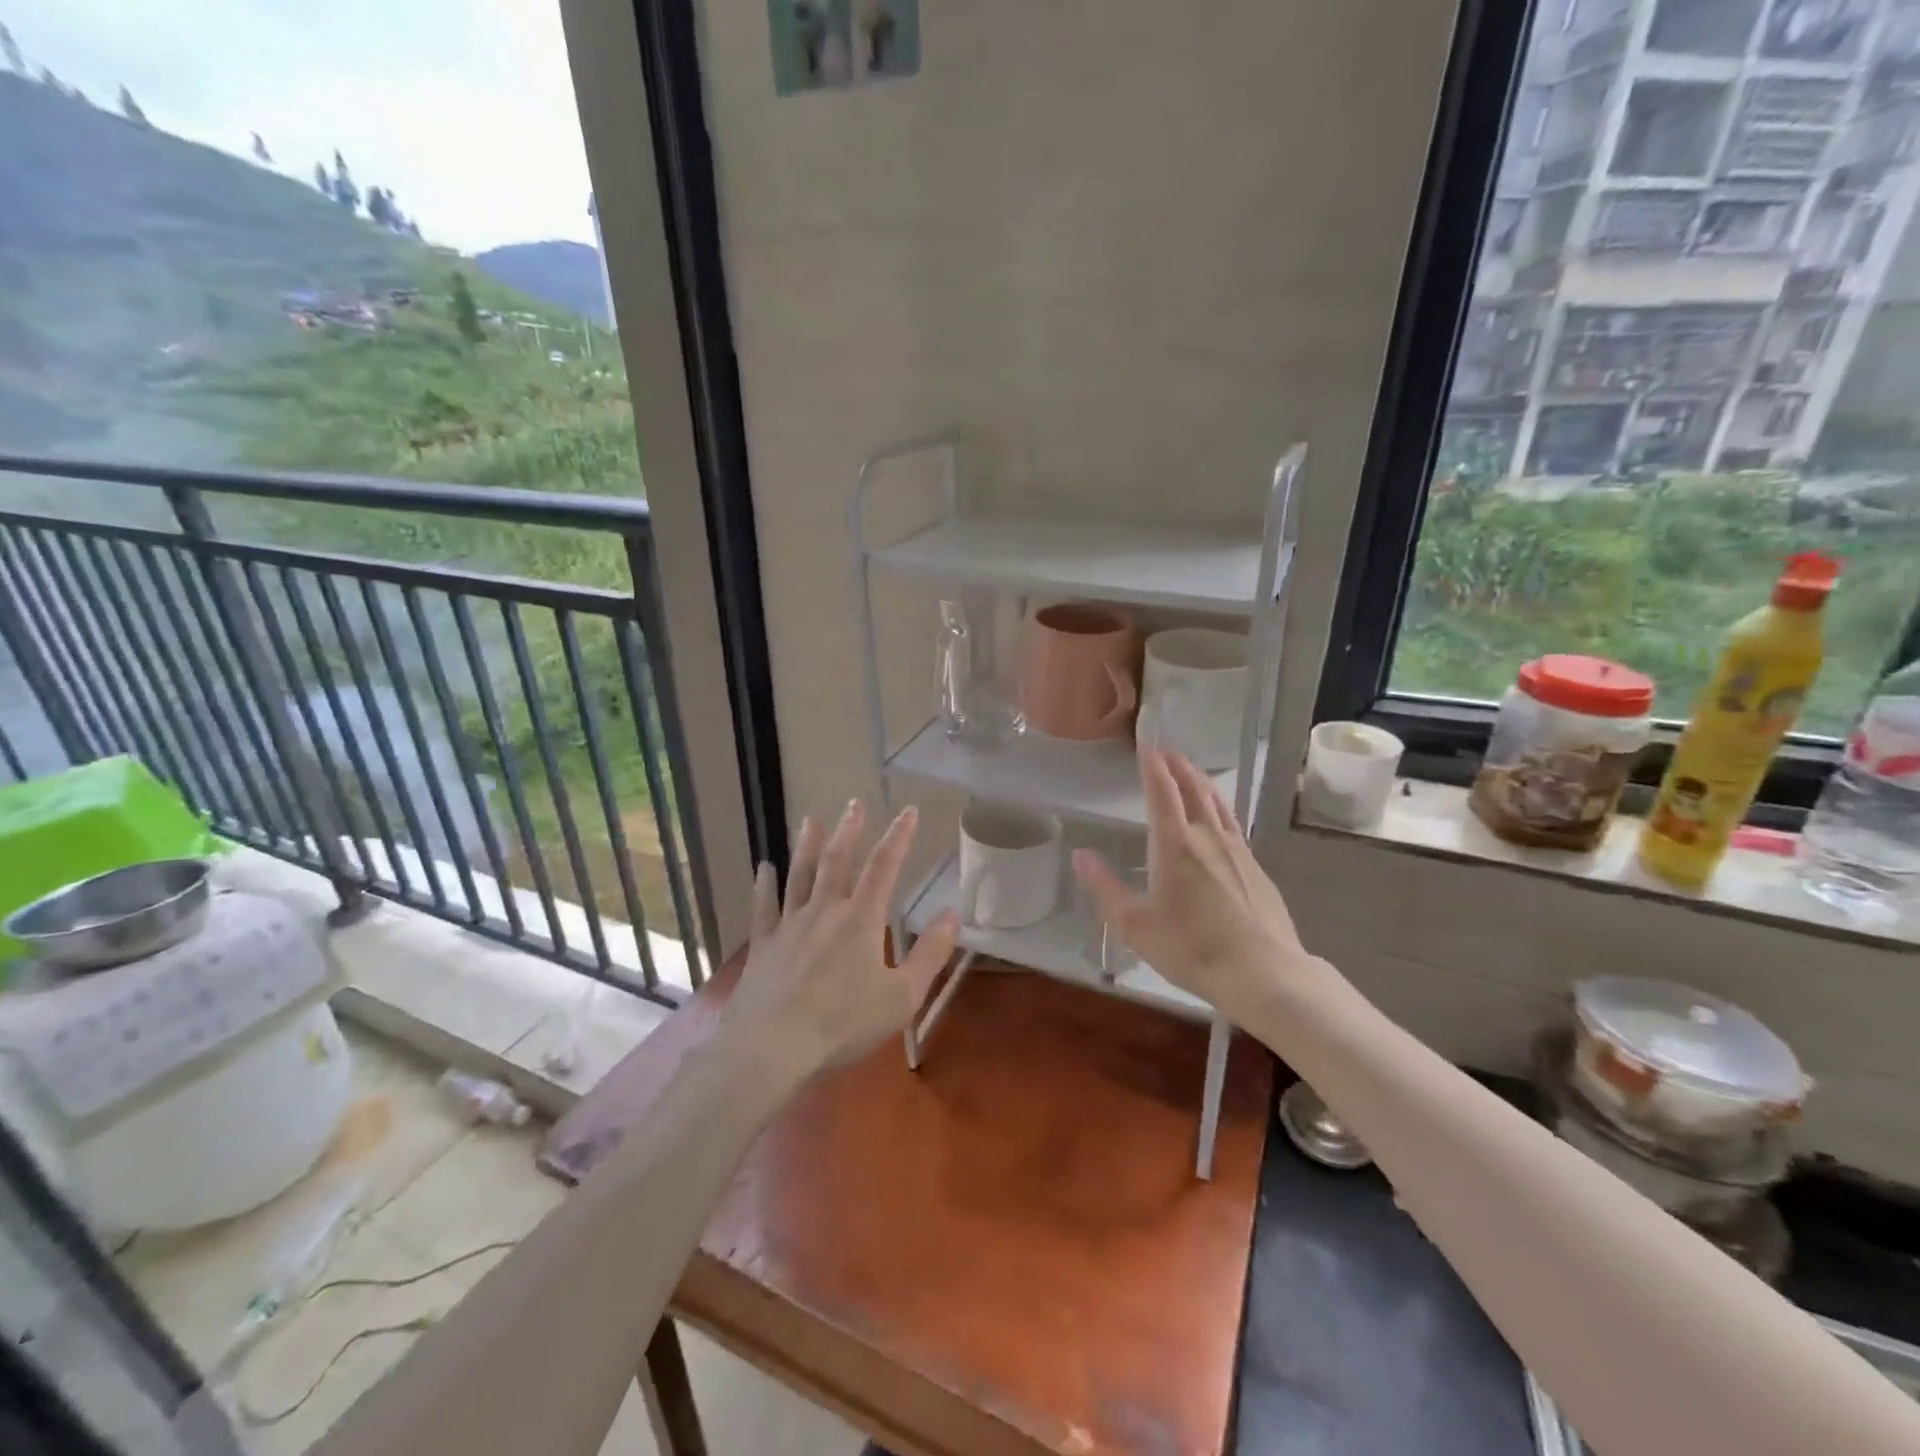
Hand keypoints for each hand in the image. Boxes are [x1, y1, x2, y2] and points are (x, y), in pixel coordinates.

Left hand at [723, 800, 959, 1084]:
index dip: (898, 837)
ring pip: (799, 875)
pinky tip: (763, 867)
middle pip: (837, 861)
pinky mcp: (764, 944)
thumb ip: (930, 954)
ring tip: (810, 819)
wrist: (774, 1047)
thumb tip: (953, 914)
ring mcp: (790, 925)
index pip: (883, 867)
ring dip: (806, 845)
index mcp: (861, 919)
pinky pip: (764, 907)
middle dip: (849, 830)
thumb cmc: (844, 1023)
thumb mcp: (902, 996)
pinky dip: (763, 885)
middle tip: (854, 803)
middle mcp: (824, 911)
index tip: (907, 811)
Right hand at [1072, 748, 1309, 1025]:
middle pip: (1194, 790)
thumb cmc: (1191, 947)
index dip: (1153, 767)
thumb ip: (1105, 887)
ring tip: (1192, 772)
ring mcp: (1238, 851)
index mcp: (1175, 845)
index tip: (1147, 746)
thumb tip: (1080, 855)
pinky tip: (1220, 819)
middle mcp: (1208, 837)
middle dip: (1179, 767)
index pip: (1163, 792)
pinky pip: (1233, 825)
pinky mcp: (1257, 869)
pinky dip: (1220, 808)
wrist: (1263, 972)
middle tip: (1167, 751)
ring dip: (1201, 783)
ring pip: (1218, 804)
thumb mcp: (1135, 925)